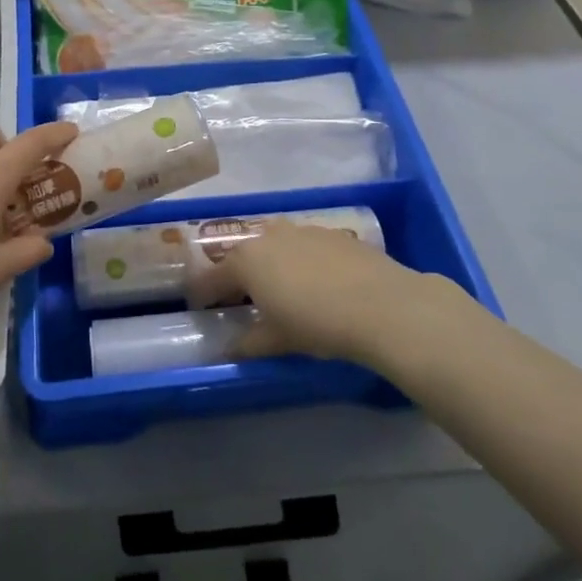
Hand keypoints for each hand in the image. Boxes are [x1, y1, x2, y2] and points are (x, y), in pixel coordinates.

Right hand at [185, 221, 440, 363]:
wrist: (382, 304)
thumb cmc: (317, 323)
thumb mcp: (278, 340)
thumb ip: (249, 342)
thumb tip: (228, 350)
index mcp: (246, 260)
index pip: (212, 277)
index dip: (203, 294)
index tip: (200, 307)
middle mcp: (269, 235)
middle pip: (243, 255)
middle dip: (238, 276)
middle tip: (242, 300)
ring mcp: (302, 230)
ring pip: (275, 246)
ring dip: (271, 264)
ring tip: (281, 289)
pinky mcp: (332, 233)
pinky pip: (305, 245)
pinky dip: (301, 261)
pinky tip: (317, 282)